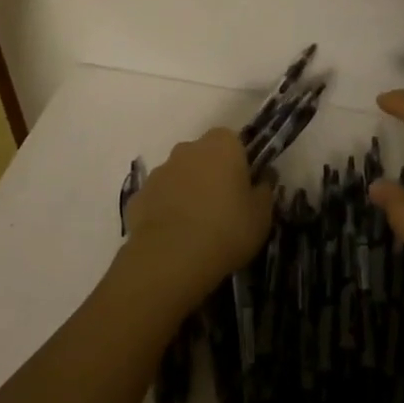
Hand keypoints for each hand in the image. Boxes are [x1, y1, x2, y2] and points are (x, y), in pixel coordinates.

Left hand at [122, 128, 273, 302]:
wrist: (170, 259)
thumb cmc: (226, 229)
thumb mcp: (261, 215)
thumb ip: (265, 190)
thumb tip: (264, 177)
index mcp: (222, 144)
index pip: (234, 143)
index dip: (239, 165)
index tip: (243, 190)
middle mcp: (189, 148)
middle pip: (204, 156)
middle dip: (211, 175)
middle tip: (221, 209)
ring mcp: (160, 170)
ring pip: (179, 176)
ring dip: (187, 192)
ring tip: (195, 228)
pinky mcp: (138, 195)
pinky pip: (159, 199)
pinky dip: (165, 211)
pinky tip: (173, 238)